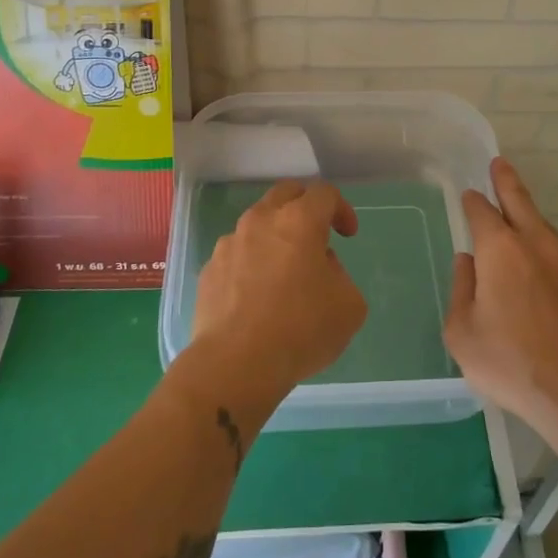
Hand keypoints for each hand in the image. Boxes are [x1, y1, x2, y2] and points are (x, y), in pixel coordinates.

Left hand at [182, 181, 367, 420]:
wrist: (235, 364)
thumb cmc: (300, 330)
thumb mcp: (349, 305)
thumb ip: (339, 274)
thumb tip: (320, 267)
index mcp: (299, 221)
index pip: (324, 193)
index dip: (342, 208)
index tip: (348, 234)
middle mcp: (261, 221)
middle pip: (285, 194)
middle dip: (306, 207)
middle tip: (317, 235)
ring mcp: (229, 244)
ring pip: (257, 224)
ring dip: (275, 237)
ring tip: (285, 272)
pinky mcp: (209, 270)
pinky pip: (237, 255)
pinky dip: (251, 263)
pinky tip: (257, 296)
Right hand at [444, 158, 557, 439]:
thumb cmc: (510, 362)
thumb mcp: (462, 332)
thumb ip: (461, 289)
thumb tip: (467, 263)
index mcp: (500, 250)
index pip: (482, 212)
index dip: (473, 202)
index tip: (468, 195)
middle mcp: (534, 245)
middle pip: (519, 202)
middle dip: (506, 181)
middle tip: (498, 164)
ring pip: (542, 225)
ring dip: (527, 212)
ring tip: (517, 207)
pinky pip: (557, 252)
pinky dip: (542, 244)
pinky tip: (537, 259)